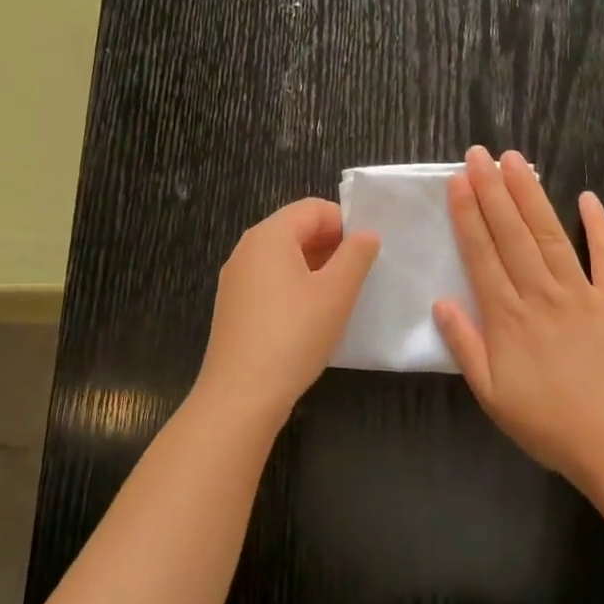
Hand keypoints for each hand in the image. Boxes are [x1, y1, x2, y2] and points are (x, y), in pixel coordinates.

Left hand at [193, 198, 380, 427]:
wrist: (241, 394)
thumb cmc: (294, 335)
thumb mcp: (336, 293)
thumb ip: (356, 256)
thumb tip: (366, 234)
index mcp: (269, 236)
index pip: (312, 208)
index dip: (345, 222)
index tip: (369, 249)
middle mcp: (247, 249)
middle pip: (295, 229)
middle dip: (331, 244)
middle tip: (361, 272)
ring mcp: (236, 279)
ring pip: (283, 257)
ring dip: (316, 266)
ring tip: (342, 294)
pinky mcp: (234, 306)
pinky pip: (270, 280)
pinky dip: (295, 286)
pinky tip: (313, 315)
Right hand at [434, 146, 603, 490]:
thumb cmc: (548, 423)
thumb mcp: (492, 395)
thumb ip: (465, 346)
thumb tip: (440, 301)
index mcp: (508, 318)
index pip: (482, 255)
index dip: (469, 215)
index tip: (459, 181)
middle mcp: (541, 295)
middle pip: (512, 234)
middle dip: (493, 191)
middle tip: (480, 154)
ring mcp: (583, 294)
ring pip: (551, 235)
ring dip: (531, 196)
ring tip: (516, 161)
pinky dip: (598, 226)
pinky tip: (587, 197)